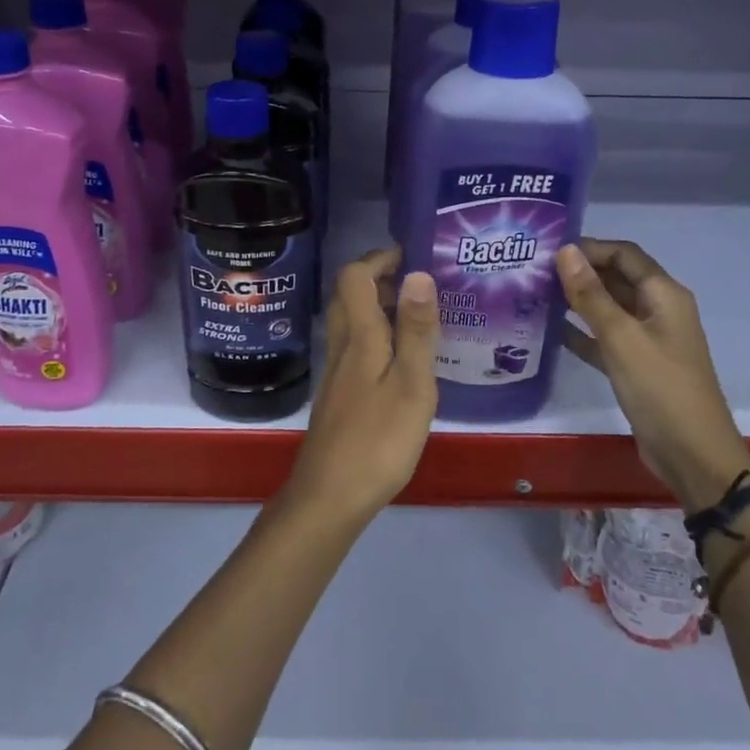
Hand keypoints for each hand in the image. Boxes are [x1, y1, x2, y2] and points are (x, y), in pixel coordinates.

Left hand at [284, 247, 438, 522]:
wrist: (330, 495)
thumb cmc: (378, 439)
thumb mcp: (411, 384)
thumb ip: (415, 330)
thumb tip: (418, 273)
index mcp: (359, 336)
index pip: (355, 276)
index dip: (379, 258)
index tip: (412, 254)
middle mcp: (342, 345)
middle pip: (349, 295)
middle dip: (380, 278)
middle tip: (419, 283)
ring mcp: (336, 371)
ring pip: (352, 321)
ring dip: (379, 307)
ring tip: (419, 316)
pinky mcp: (339, 393)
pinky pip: (356, 346)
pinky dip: (378, 335)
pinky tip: (403, 359)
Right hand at [557, 239, 749, 506]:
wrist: (692, 454)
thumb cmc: (660, 387)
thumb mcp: (621, 337)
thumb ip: (591, 294)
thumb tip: (566, 251)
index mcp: (664, 295)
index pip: (624, 254)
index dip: (589, 247)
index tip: (548, 249)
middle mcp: (658, 310)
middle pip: (616, 278)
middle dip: (579, 273)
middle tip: (533, 271)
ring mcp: (648, 339)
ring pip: (608, 309)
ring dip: (577, 301)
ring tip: (535, 295)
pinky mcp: (637, 365)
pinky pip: (605, 339)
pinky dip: (581, 333)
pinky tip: (549, 331)